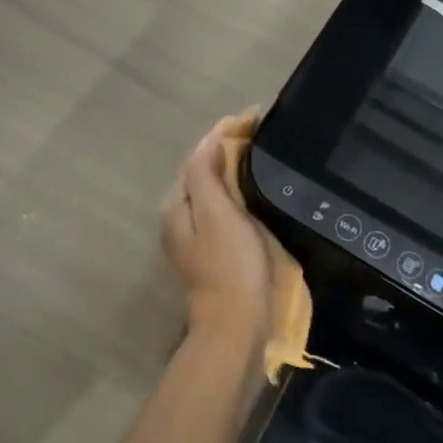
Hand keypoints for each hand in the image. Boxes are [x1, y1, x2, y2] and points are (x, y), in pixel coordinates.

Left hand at [160, 121, 273, 372]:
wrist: (238, 326)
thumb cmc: (230, 265)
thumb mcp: (217, 214)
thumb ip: (206, 175)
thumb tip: (210, 139)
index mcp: (178, 206)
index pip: (199, 155)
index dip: (225, 132)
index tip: (256, 115)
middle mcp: (182, 218)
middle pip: (204, 171)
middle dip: (230, 147)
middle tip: (264, 130)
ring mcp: (198, 236)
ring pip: (215, 189)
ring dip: (236, 167)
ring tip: (265, 150)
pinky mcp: (218, 250)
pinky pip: (227, 208)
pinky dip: (241, 190)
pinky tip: (260, 187)